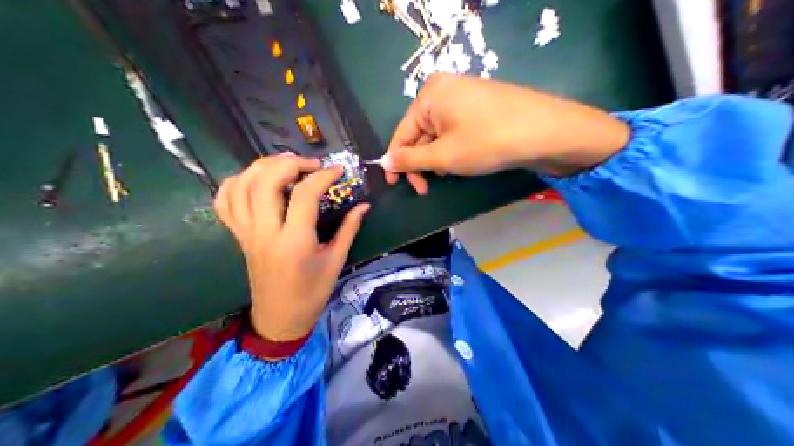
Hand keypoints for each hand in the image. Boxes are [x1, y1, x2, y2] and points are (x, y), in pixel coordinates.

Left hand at [212, 155, 370, 342]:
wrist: (279, 318)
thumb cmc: (311, 293)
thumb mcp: (335, 261)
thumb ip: (349, 229)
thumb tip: (364, 205)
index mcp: (294, 242)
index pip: (304, 195)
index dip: (323, 176)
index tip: (338, 171)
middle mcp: (266, 233)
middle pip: (266, 182)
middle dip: (289, 163)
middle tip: (310, 165)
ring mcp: (247, 233)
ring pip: (242, 186)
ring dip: (263, 167)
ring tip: (285, 165)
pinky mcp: (238, 236)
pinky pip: (224, 202)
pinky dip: (236, 183)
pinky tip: (255, 180)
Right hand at [381, 72, 630, 193]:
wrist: (545, 131)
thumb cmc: (487, 142)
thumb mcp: (443, 156)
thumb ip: (410, 160)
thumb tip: (384, 162)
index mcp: (429, 94)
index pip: (401, 132)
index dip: (396, 161)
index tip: (395, 185)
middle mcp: (444, 88)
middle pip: (420, 133)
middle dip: (421, 162)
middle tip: (425, 189)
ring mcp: (465, 94)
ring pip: (438, 133)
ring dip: (438, 158)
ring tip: (450, 174)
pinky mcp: (481, 104)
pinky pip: (455, 129)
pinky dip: (453, 148)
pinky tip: (464, 162)